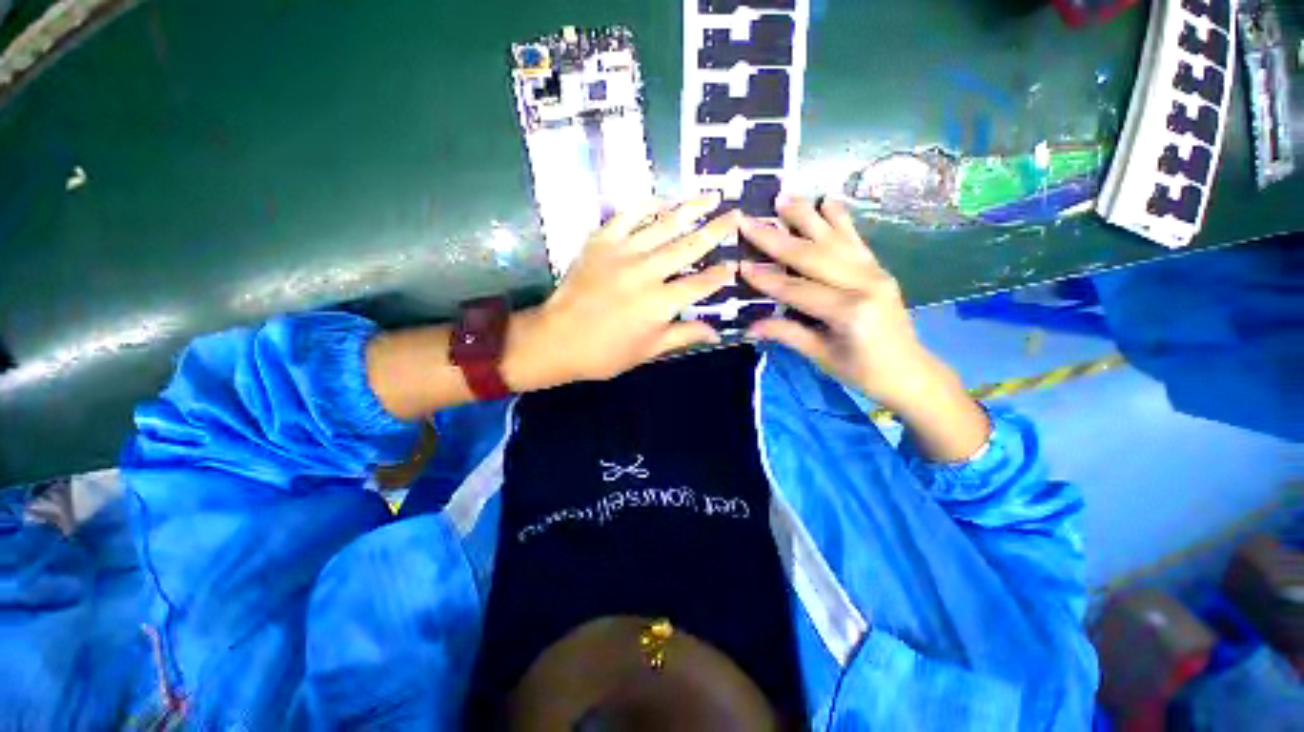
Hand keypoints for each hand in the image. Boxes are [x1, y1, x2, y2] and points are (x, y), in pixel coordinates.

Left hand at [504, 194, 738, 389]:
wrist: (556, 339)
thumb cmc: (604, 353)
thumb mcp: (648, 351)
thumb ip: (684, 336)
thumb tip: (717, 333)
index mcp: (660, 304)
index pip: (700, 284)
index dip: (720, 275)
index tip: (734, 264)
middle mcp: (646, 272)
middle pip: (689, 246)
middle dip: (716, 230)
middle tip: (736, 215)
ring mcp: (623, 252)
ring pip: (664, 225)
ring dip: (690, 209)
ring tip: (711, 196)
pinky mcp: (601, 241)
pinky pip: (628, 215)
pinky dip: (648, 205)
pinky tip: (664, 199)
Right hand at [739, 196, 955, 412]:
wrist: (909, 371)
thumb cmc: (862, 371)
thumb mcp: (822, 356)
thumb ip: (788, 334)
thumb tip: (751, 325)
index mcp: (850, 311)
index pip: (798, 290)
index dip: (767, 279)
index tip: (740, 265)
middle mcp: (865, 283)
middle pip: (813, 256)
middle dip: (777, 239)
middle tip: (750, 221)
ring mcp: (875, 272)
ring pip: (834, 239)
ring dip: (807, 217)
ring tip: (784, 198)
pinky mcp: (878, 269)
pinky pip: (855, 240)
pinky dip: (840, 219)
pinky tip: (828, 200)